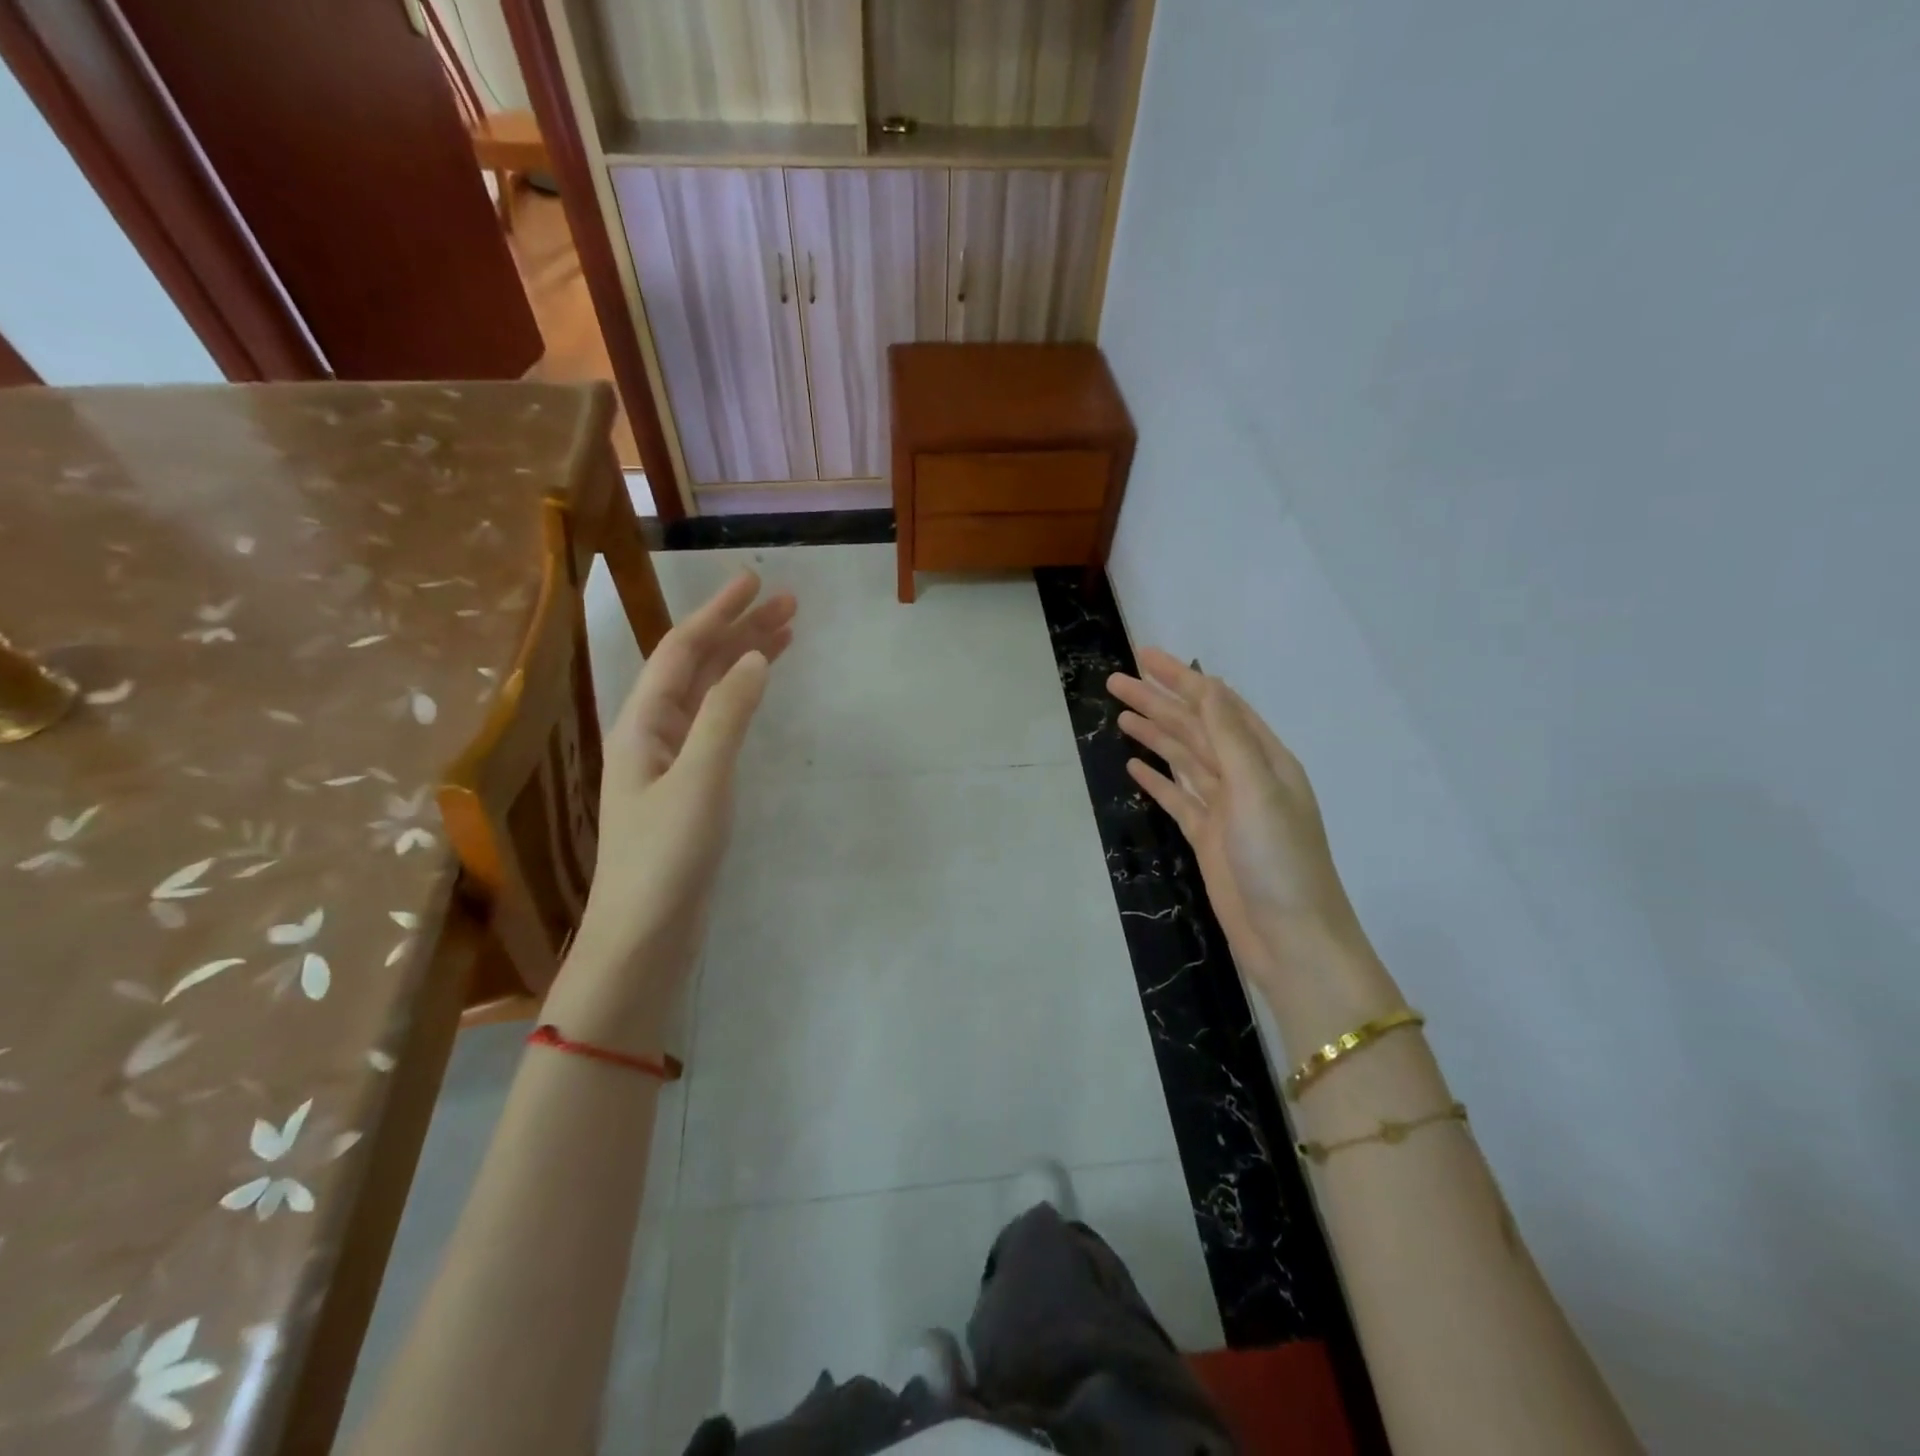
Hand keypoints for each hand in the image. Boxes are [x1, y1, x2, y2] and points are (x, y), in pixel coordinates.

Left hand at [550, 571, 794, 1048]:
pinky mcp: (689, 787)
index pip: (682, 651)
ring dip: (743, 661)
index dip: (718, 612)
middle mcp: (653, 734)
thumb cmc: (665, 859)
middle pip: (696, 666)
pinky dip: (741, 699)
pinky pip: (716, 724)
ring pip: (709, 694)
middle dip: (739, 630)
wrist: (644, 935)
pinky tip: (758, 692)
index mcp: (643, 725)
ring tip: (786, 636)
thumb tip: (754, 659)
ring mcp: (670, 761)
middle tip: (789, 604)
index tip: (756, 581)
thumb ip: (726, 717)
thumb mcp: (700, 782)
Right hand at [1107, 651, 1394, 1045]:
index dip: (1181, 678)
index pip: (1216, 705)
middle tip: (1115, 681)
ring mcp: (1225, 808)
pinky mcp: (1207, 837)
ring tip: (1120, 714)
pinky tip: (1134, 766)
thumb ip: (1229, 737)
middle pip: (1194, 728)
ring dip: (1154, 734)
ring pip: (1183, 759)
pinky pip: (1177, 797)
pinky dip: (1157, 780)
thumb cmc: (1280, 860)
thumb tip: (1207, 685)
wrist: (1292, 939)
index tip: (1144, 657)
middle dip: (1158, 702)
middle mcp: (1245, 776)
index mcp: (1264, 758)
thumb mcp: (1257, 790)